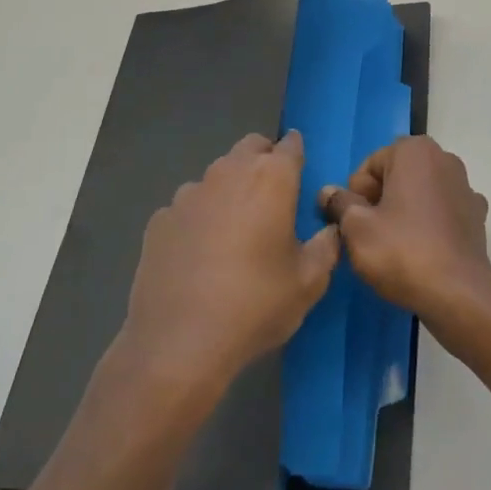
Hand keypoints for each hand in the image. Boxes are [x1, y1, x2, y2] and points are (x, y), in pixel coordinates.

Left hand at [121, 131, 339, 393]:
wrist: (179, 343)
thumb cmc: (256, 305)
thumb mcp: (310, 281)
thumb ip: (327, 245)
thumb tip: (331, 228)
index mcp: (271, 179)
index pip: (289, 145)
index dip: (297, 151)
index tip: (300, 165)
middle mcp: (228, 173)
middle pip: (249, 148)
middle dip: (263, 160)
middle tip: (273, 194)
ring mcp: (188, 194)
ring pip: (216, 176)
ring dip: (230, 189)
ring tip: (235, 229)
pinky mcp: (159, 219)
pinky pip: (188, 207)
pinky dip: (199, 217)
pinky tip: (200, 253)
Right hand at [318, 136, 490, 328]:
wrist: (458, 294)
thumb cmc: (402, 252)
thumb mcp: (356, 229)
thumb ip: (339, 204)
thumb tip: (327, 192)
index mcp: (415, 151)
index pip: (369, 167)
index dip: (356, 197)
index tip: (357, 224)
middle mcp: (444, 159)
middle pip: (396, 176)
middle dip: (381, 201)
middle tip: (372, 237)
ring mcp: (465, 186)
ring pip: (419, 194)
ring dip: (405, 212)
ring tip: (397, 247)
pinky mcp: (477, 215)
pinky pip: (442, 212)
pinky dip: (430, 225)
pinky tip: (424, 251)